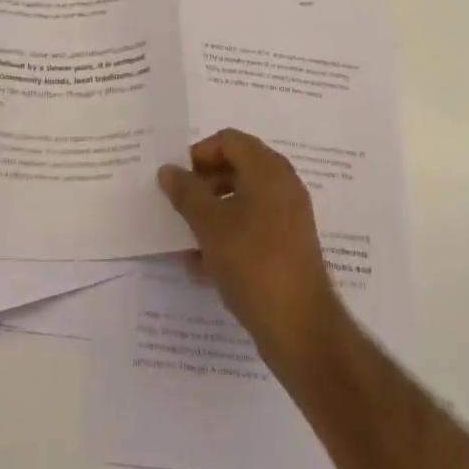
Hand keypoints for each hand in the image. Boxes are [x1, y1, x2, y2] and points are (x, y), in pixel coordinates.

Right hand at [157, 129, 346, 374]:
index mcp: (267, 168)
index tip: (176, 180)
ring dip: (212, 215)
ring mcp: (289, 216)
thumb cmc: (252, 263)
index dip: (199, 154)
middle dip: (203, 186)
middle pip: (236, 168)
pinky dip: (229, 237)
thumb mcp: (210, 225)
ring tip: (186, 243)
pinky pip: (253, 227)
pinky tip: (204, 267)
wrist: (300, 328)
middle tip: (178, 208)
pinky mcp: (289, 246)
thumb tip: (168, 170)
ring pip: (242, 201)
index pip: (228, 140)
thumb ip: (186, 193)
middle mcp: (282, 184)